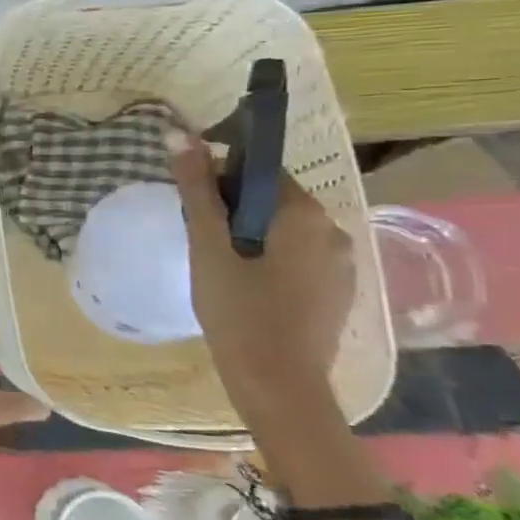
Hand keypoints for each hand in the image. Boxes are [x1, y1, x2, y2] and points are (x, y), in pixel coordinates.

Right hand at [165, 131, 355, 417]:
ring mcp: (341, 264)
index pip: (261, 172)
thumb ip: (195, 190)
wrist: (277, 384)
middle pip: (273, 201)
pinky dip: (268, 260)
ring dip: (249, 236)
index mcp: (306, 214)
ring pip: (284, 231)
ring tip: (216, 265)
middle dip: (234, 211)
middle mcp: (334, 231)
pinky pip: (296, 257)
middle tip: (198, 239)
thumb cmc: (238, 311)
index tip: (193, 206)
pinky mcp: (336, 291)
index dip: (221, 181)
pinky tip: (244, 286)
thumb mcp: (207, 246)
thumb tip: (178, 135)